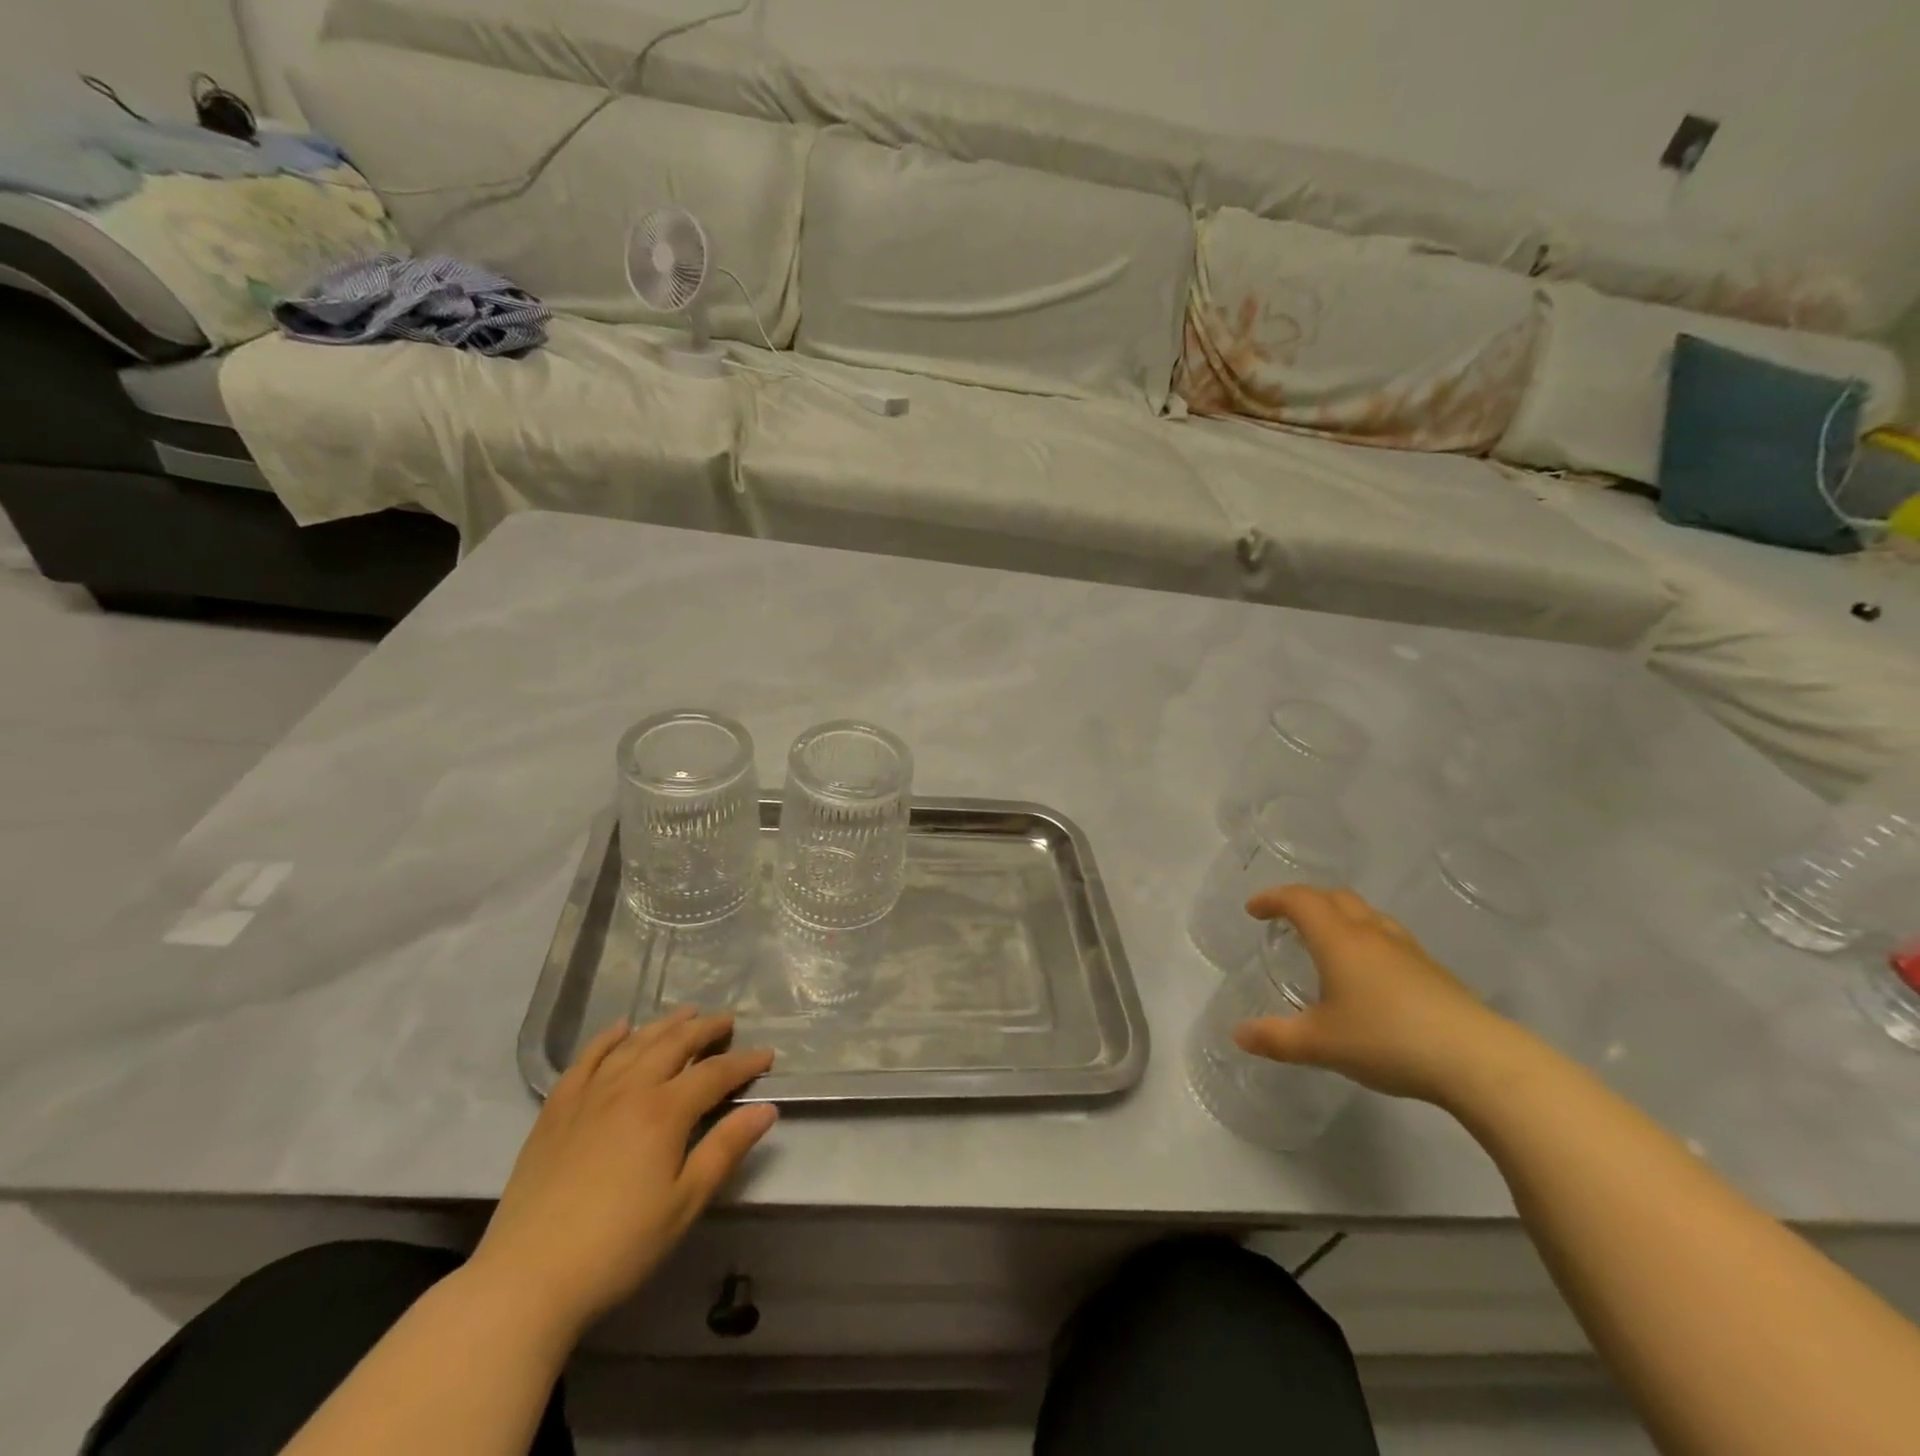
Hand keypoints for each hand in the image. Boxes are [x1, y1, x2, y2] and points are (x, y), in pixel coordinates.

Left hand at [466, 1009, 776, 1338]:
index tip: (767, 1054)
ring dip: (664, 1025)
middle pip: (675, 1044)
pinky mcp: (556, 1109)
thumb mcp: (684, 1204)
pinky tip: (620, 1029)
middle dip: (706, 1029)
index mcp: (665, 1111)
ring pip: (634, 1043)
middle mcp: (630, 1088)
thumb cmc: (618, 1247)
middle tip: (727, 1022)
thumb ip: (725, 1149)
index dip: (745, 1062)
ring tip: (686, 1014)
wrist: (526, 1280)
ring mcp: (589, 1095)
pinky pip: (586, 1059)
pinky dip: (607, 1038)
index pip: (715, 1073)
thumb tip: (767, 1109)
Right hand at [1234, 885, 1516, 1104]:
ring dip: (1340, 917)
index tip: (1254, 909)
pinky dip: (1366, 941)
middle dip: (1307, 901)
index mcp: (1338, 939)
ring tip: (1327, 943)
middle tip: (1287, 920)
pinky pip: (1389, 939)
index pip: (1300, 899)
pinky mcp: (1434, 972)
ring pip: (1367, 915)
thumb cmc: (1387, 1040)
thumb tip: (1238, 1035)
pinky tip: (1369, 976)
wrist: (1478, 1061)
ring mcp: (1408, 950)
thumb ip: (1276, 1038)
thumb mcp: (1320, 1044)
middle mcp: (1371, 934)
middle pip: (1336, 898)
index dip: (1273, 898)